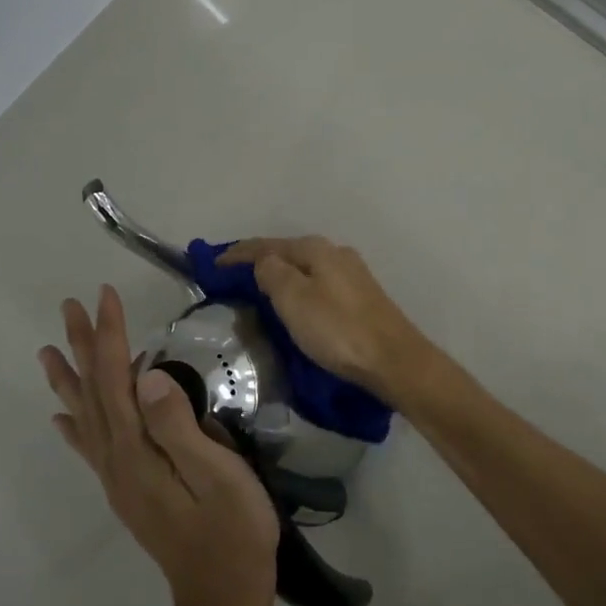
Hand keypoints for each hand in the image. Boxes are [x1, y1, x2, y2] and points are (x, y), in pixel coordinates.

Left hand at [40, 286, 278, 605]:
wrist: (224, 599)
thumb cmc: (234, 533)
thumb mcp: (219, 476)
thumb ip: (180, 427)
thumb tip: (147, 376)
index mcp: (138, 453)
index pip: (116, 380)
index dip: (109, 336)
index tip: (105, 295)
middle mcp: (117, 462)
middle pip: (92, 394)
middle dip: (82, 346)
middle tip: (69, 306)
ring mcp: (119, 480)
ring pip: (86, 418)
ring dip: (70, 380)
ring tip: (48, 352)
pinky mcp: (129, 492)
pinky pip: (91, 449)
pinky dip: (74, 427)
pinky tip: (62, 418)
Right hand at [216, 237, 437, 405]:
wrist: (393, 360)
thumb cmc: (337, 330)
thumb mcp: (294, 299)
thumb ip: (272, 273)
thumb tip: (262, 262)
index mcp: (316, 249)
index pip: (266, 245)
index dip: (237, 254)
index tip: (212, 266)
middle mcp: (335, 253)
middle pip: (287, 253)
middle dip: (259, 263)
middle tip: (231, 280)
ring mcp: (352, 275)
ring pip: (304, 269)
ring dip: (280, 277)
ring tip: (257, 292)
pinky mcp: (361, 297)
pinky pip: (317, 285)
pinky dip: (298, 290)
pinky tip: (293, 305)